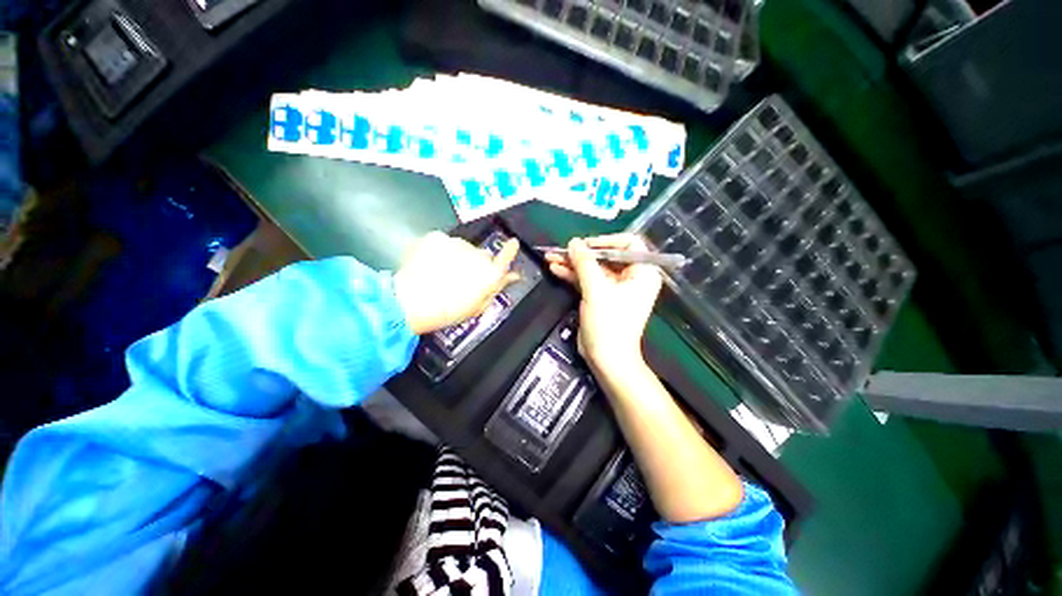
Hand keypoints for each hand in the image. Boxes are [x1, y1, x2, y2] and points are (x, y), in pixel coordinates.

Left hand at [394, 231, 519, 334]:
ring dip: (457, 257)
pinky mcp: (437, 237)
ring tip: (441, 274)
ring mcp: (457, 244)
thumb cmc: (447, 311)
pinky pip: (443, 242)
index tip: (513, 243)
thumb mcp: (477, 306)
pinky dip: (439, 251)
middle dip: (476, 263)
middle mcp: (477, 255)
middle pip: (482, 255)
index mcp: (489, 274)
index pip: (506, 257)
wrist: (411, 302)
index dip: (510, 250)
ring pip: (462, 247)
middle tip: (462, 278)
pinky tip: (430, 265)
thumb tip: (511, 276)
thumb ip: (496, 287)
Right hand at [545, 234, 662, 372]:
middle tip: (561, 250)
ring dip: (572, 264)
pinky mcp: (601, 297)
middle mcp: (631, 277)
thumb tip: (574, 242)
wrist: (606, 358)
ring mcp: (614, 288)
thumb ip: (585, 263)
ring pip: (593, 268)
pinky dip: (572, 275)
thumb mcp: (596, 289)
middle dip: (581, 254)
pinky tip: (555, 268)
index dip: (605, 241)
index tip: (584, 245)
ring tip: (551, 257)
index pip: (628, 244)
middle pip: (605, 256)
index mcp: (642, 272)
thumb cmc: (609, 323)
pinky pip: (587, 280)